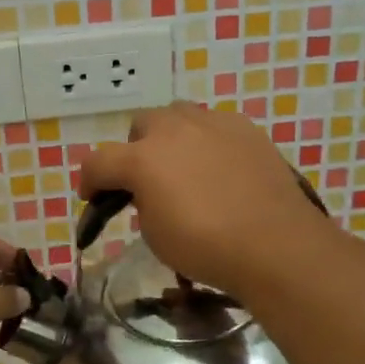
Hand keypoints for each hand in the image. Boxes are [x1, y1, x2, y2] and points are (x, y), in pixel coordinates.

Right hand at [78, 103, 330, 292]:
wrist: (276, 245)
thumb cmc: (206, 248)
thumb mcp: (155, 235)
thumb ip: (142, 203)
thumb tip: (148, 192)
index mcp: (142, 159)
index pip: (99, 162)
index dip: (89, 180)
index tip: (92, 198)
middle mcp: (173, 130)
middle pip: (140, 125)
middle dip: (134, 149)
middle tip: (144, 179)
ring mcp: (213, 123)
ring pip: (178, 115)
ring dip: (170, 137)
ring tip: (182, 166)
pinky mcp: (245, 128)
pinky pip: (214, 125)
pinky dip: (206, 141)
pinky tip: (218, 167)